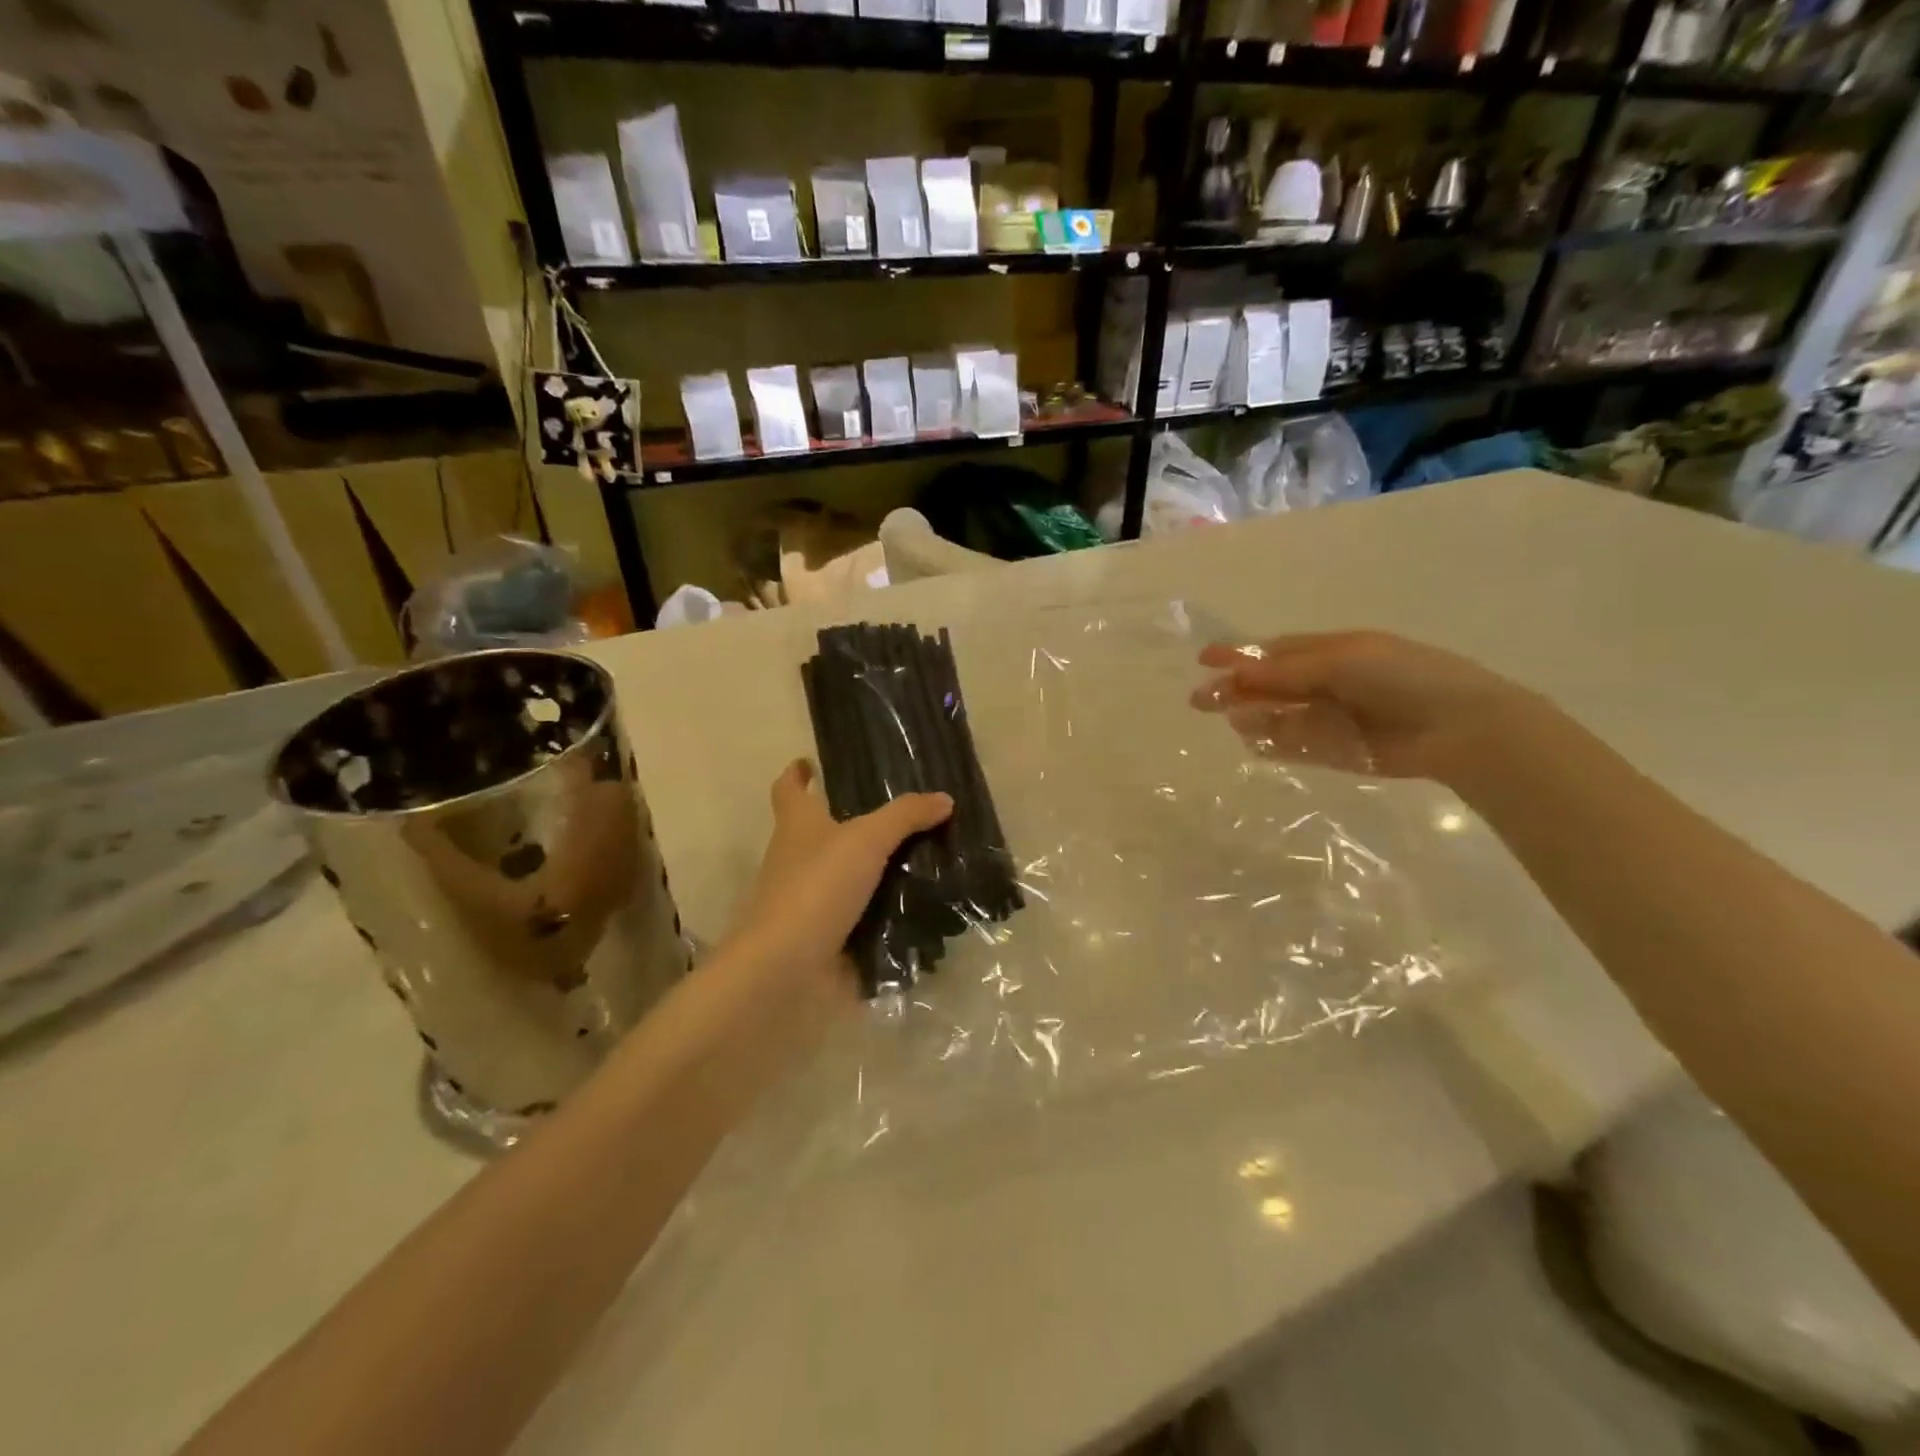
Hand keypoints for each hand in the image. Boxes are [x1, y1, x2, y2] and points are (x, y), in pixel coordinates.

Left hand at [723, 759, 952, 996]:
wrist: (788, 965)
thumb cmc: (818, 886)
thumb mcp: (866, 839)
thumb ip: (905, 816)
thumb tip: (943, 798)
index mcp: (798, 825)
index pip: (789, 790)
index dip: (797, 774)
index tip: (810, 763)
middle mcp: (797, 858)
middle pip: (822, 832)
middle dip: (853, 822)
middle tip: (901, 813)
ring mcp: (810, 899)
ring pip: (847, 874)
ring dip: (877, 869)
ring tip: (925, 858)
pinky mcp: (826, 934)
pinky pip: (862, 915)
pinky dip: (886, 911)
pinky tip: (921, 906)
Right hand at [1189, 631, 1550, 783]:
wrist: (1461, 728)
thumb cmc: (1403, 678)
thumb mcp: (1342, 661)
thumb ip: (1288, 669)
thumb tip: (1236, 673)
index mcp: (1334, 651)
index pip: (1276, 652)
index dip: (1240, 655)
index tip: (1204, 659)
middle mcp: (1330, 683)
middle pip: (1272, 686)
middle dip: (1237, 690)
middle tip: (1200, 701)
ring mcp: (1334, 718)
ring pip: (1281, 717)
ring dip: (1255, 718)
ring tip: (1234, 723)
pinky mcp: (1341, 751)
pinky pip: (1299, 746)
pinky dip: (1276, 745)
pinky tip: (1254, 745)